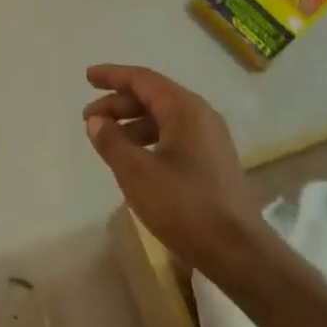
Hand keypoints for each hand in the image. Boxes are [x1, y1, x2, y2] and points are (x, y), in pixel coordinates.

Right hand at [82, 64, 265, 274]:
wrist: (238, 251)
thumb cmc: (185, 206)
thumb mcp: (138, 173)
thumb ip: (112, 142)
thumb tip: (95, 120)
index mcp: (185, 109)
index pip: (143, 79)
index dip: (112, 75)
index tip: (87, 77)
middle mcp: (200, 115)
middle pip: (153, 96)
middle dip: (118, 103)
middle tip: (89, 118)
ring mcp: (210, 138)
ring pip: (163, 118)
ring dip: (132, 123)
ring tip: (107, 140)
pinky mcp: (212, 161)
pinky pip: (174, 136)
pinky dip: (148, 139)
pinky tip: (133, 159)